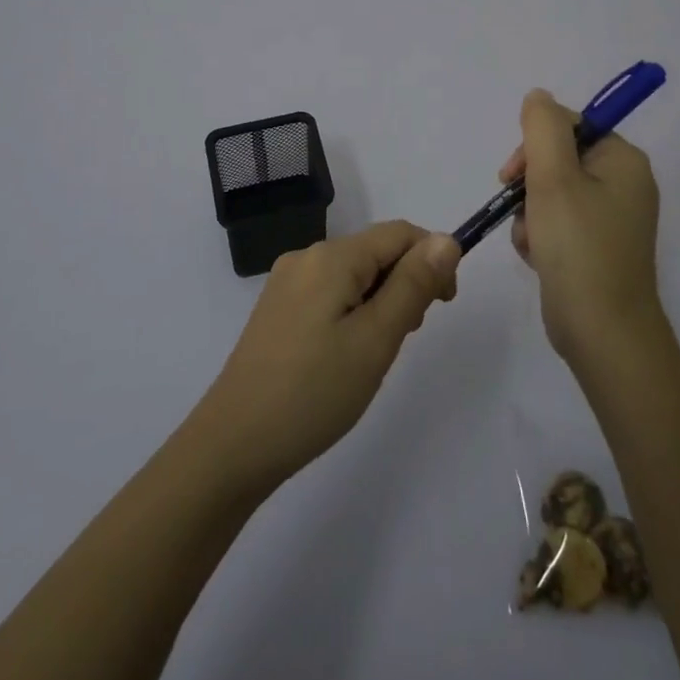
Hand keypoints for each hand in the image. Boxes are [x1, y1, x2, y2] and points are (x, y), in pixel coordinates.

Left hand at [194, 221, 461, 492]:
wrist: (233, 445)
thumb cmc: (314, 392)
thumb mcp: (376, 339)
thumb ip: (413, 284)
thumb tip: (446, 239)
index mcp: (331, 256)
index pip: (399, 233)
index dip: (432, 259)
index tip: (444, 306)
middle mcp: (306, 257)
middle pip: (375, 252)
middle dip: (405, 283)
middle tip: (405, 338)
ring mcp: (287, 283)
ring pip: (354, 275)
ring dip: (380, 300)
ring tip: (375, 353)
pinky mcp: (277, 310)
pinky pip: (330, 293)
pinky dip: (353, 312)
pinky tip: (346, 356)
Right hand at [502, 88, 662, 363]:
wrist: (603, 333)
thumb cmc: (578, 247)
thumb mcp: (553, 177)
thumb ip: (542, 127)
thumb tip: (538, 96)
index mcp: (623, 160)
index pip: (569, 126)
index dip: (534, 145)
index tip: (511, 175)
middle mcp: (624, 183)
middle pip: (558, 159)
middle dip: (529, 184)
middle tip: (517, 207)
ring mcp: (612, 218)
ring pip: (552, 193)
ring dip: (530, 212)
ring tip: (531, 241)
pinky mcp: (598, 247)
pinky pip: (559, 222)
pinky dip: (540, 234)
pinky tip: (536, 256)